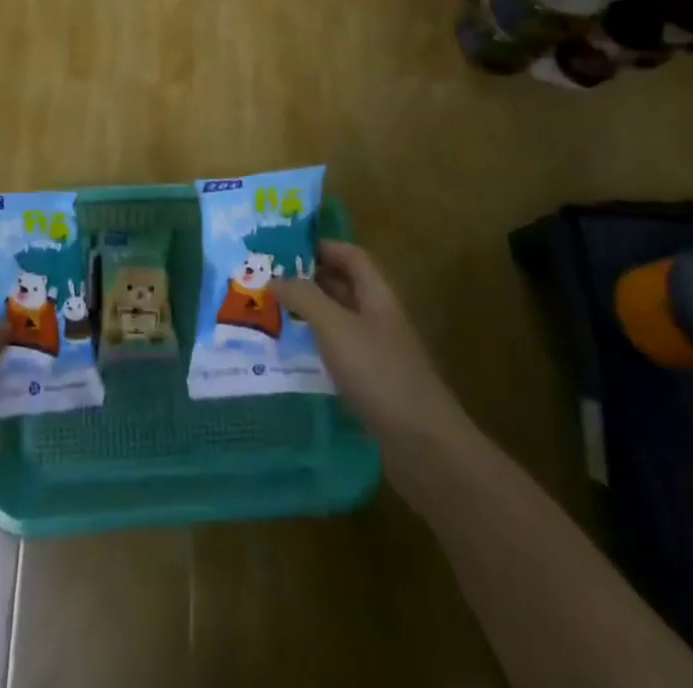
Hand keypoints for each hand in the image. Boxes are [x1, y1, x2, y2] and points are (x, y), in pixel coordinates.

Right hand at [273, 241, 465, 459]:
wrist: (424, 446)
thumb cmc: (379, 373)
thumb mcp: (335, 328)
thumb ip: (305, 298)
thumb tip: (275, 278)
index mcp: (377, 295)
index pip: (350, 256)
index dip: (321, 246)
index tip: (284, 249)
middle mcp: (379, 317)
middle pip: (344, 286)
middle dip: (309, 280)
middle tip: (268, 281)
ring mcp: (378, 352)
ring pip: (340, 321)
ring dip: (310, 315)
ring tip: (272, 314)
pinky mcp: (373, 384)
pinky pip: (340, 353)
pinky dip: (316, 347)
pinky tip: (292, 356)